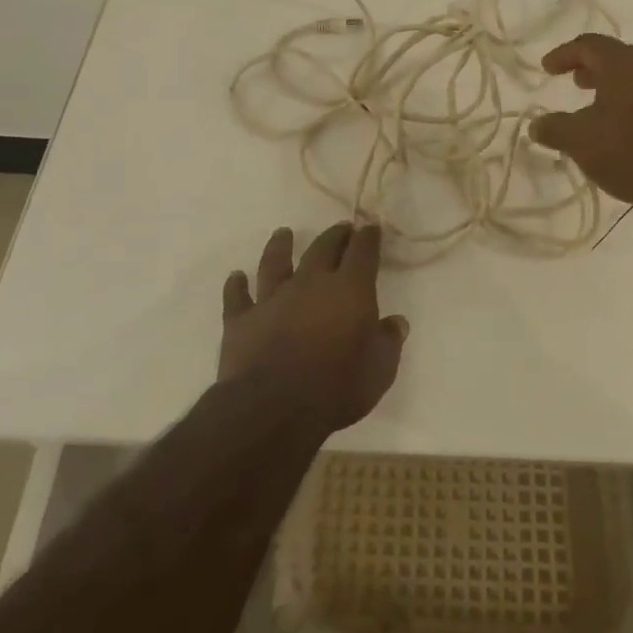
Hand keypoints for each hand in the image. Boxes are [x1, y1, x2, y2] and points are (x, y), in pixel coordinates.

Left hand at [220, 223, 408, 433]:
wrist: (275, 407)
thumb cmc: (338, 387)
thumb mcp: (380, 370)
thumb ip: (388, 341)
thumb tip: (396, 322)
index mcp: (350, 289)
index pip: (362, 252)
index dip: (368, 237)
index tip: (371, 226)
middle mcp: (310, 284)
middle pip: (322, 249)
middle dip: (334, 236)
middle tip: (340, 228)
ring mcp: (272, 299)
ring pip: (275, 263)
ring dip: (279, 246)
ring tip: (282, 234)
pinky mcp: (242, 320)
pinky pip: (237, 297)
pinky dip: (236, 286)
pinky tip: (236, 277)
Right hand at [529, 34, 632, 208]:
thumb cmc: (629, 150)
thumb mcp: (579, 141)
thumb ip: (554, 128)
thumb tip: (536, 125)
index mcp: (624, 63)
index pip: (588, 45)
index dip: (564, 54)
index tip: (547, 68)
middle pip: (617, 57)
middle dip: (592, 68)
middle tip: (574, 82)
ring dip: (614, 87)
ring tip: (597, 107)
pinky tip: (625, 128)